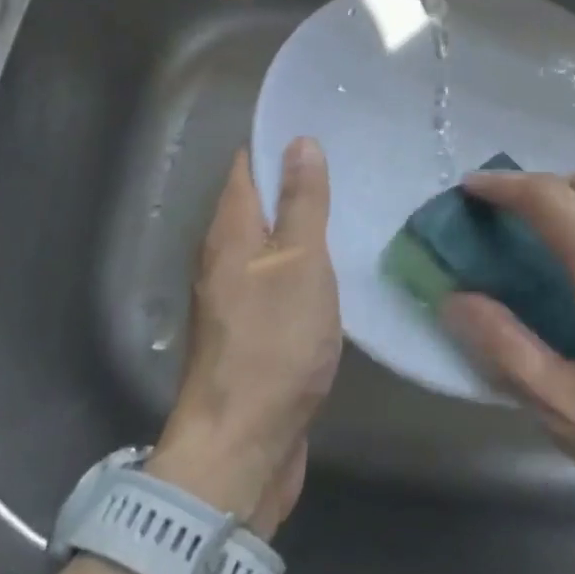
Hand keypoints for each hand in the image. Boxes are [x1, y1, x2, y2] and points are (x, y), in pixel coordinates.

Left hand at [151, 139, 340, 536]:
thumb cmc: (273, 343)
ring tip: (352, 208)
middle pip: (256, 203)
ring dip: (301, 226)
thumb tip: (299, 141)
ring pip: (268, 243)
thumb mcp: (298, 262)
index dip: (277, 142)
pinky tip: (336, 269)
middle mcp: (222, 257)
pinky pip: (276, 280)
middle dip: (295, 182)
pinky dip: (302, 265)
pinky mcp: (250, 331)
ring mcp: (234, 297)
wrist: (241, 446)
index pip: (246, 166)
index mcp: (228, 232)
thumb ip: (300, 203)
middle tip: (350, 165)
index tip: (321, 127)